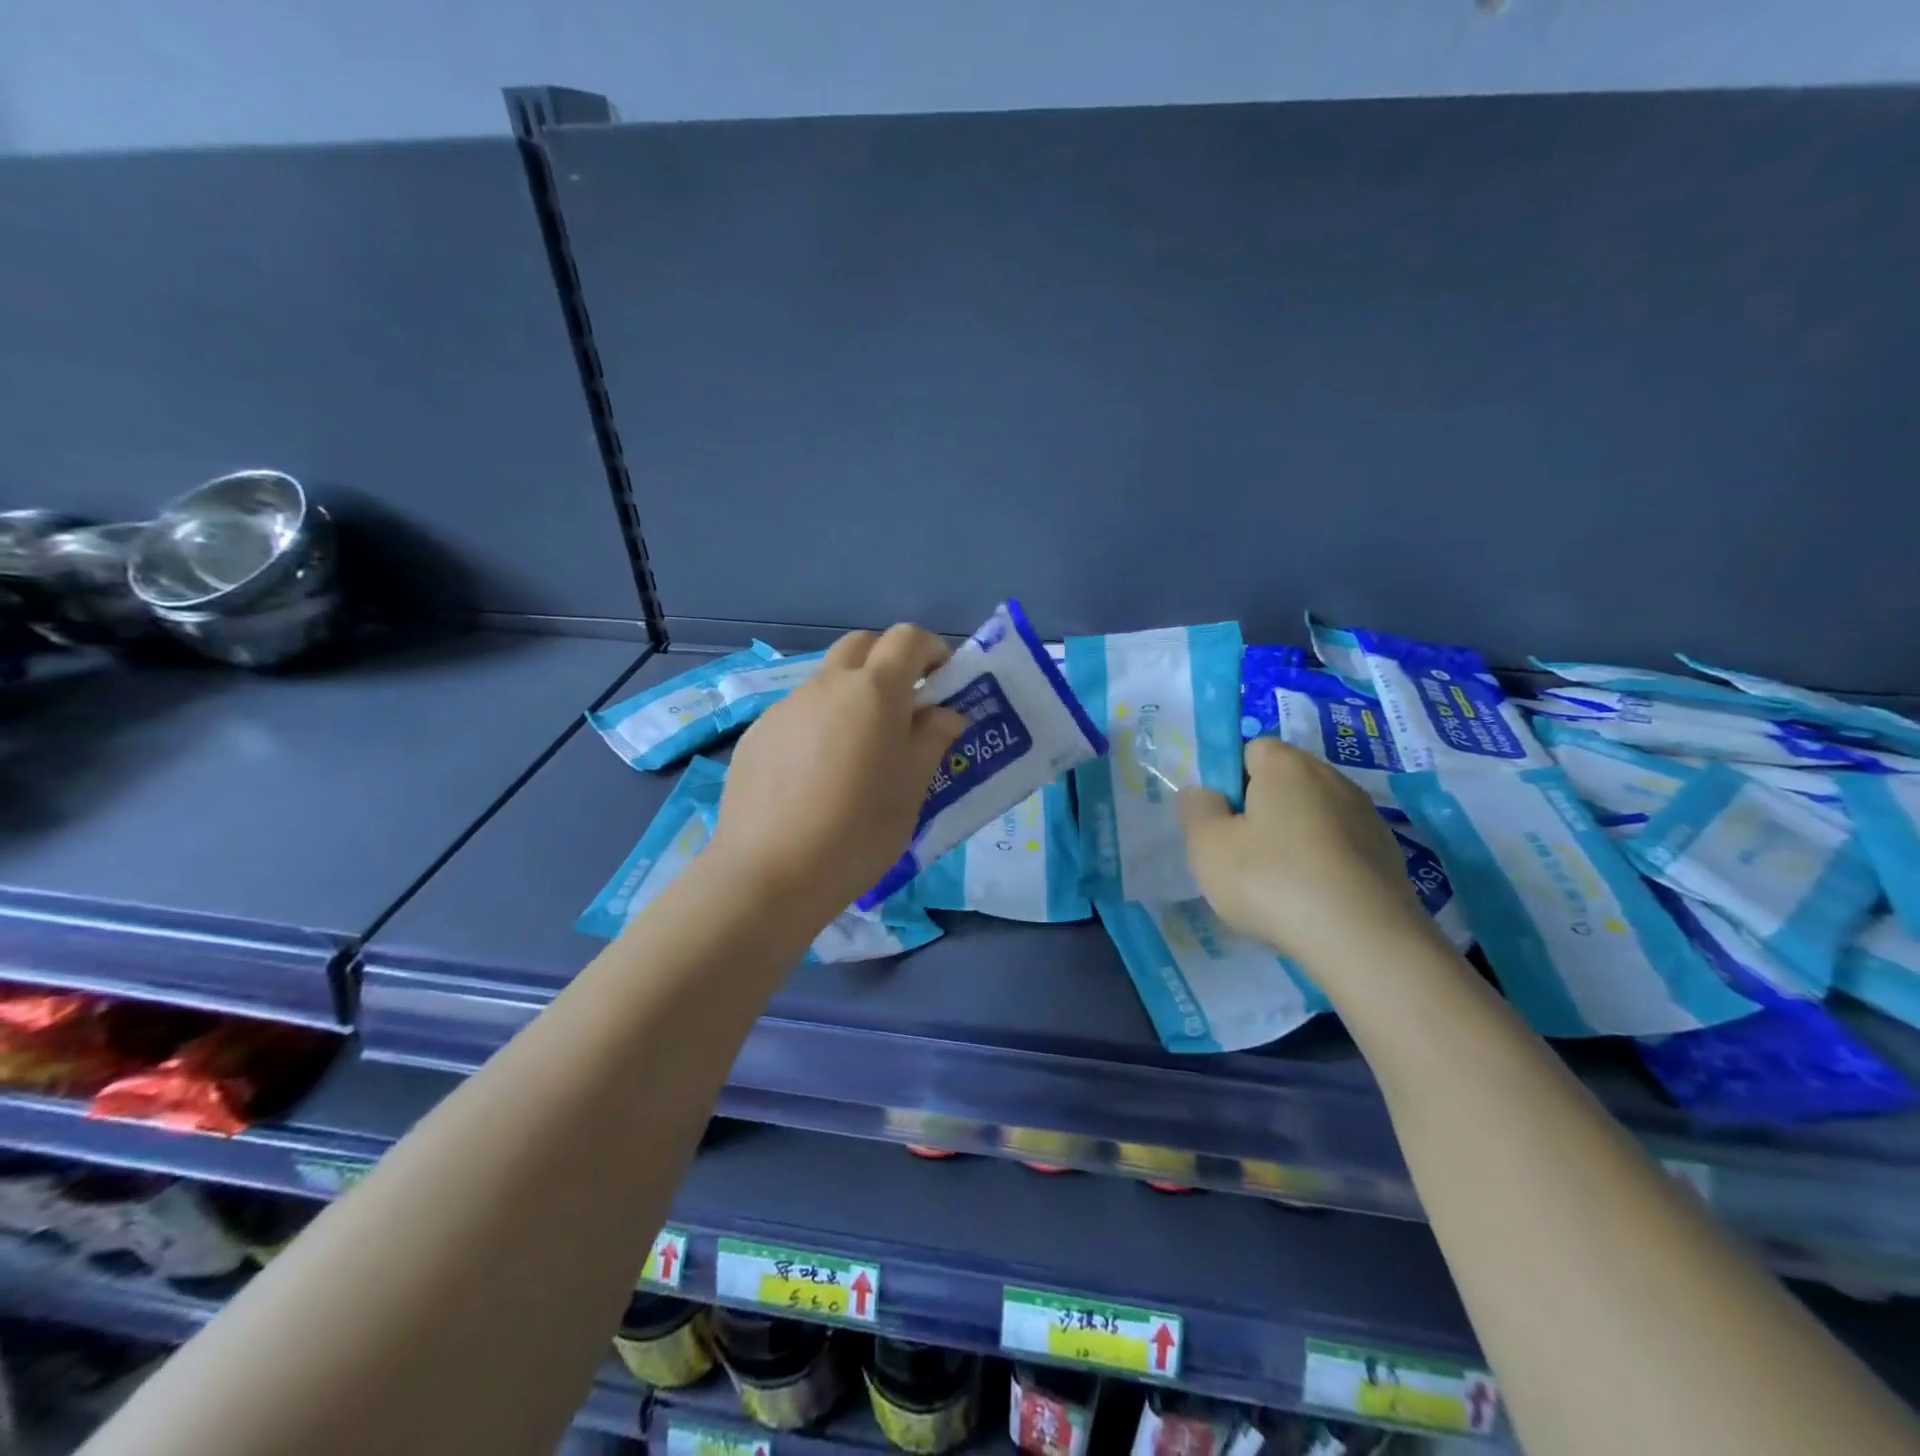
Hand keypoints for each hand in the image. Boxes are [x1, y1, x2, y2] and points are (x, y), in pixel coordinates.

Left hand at [708, 625, 966, 918]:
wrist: (771, 874)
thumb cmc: (859, 831)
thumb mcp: (913, 787)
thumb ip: (932, 738)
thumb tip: (944, 714)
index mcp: (874, 691)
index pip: (907, 639)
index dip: (931, 650)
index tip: (942, 681)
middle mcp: (826, 685)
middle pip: (861, 646)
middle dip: (888, 661)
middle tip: (904, 706)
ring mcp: (785, 708)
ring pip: (826, 681)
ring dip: (851, 696)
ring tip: (858, 752)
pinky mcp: (756, 735)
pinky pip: (798, 715)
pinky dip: (819, 726)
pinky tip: (815, 778)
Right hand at [1178, 738, 1433, 967]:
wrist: (1364, 941)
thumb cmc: (1272, 881)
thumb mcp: (1208, 846)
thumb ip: (1197, 809)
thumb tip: (1204, 792)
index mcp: (1287, 766)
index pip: (1252, 748)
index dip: (1231, 779)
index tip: (1222, 819)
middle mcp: (1332, 779)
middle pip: (1286, 782)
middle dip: (1262, 810)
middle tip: (1242, 854)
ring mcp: (1367, 817)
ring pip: (1315, 816)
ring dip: (1295, 839)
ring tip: (1279, 886)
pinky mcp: (1389, 856)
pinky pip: (1342, 848)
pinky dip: (1325, 865)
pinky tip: (1314, 901)